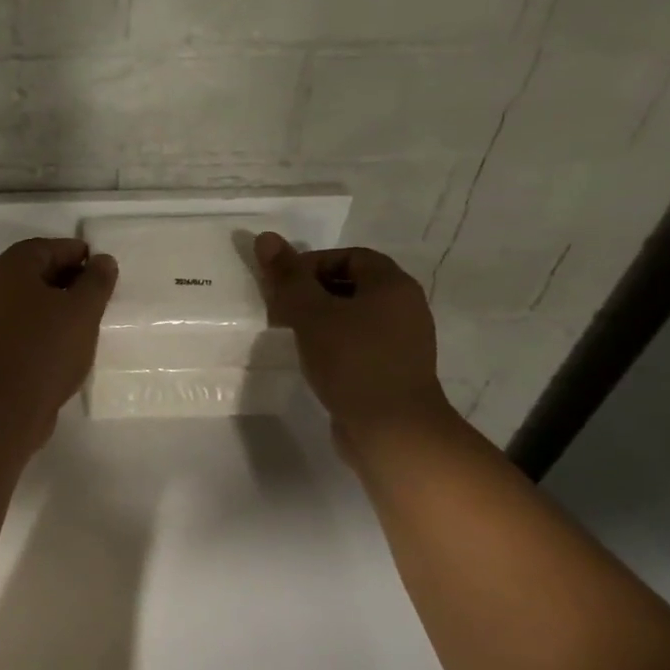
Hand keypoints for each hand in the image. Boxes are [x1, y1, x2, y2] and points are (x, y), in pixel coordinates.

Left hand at [0, 237, 118, 445]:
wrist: (0, 407)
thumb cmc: (44, 348)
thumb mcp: (82, 310)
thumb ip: (96, 281)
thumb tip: (102, 260)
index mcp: (10, 267)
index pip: (49, 247)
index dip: (80, 255)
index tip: (105, 271)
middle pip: (36, 273)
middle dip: (69, 282)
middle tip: (99, 298)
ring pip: (29, 303)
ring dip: (57, 309)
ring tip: (86, 324)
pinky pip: (22, 329)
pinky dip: (44, 330)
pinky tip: (65, 348)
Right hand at [254, 231, 447, 448]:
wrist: (393, 430)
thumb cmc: (353, 362)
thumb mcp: (311, 314)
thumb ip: (287, 277)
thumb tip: (265, 238)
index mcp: (393, 285)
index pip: (349, 255)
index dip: (312, 264)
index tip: (282, 286)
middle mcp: (405, 308)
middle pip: (352, 285)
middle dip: (313, 293)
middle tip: (281, 311)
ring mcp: (403, 343)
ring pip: (354, 317)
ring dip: (321, 321)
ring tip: (292, 336)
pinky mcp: (393, 372)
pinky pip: (359, 345)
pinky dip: (334, 346)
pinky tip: (313, 361)